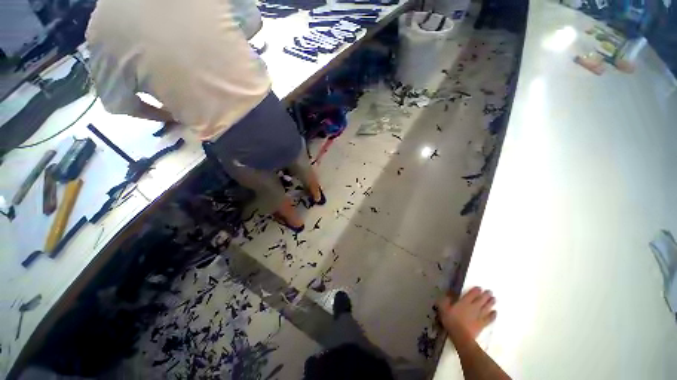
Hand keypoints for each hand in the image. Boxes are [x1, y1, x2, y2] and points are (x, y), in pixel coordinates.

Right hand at [437, 287, 496, 338]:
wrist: (461, 335)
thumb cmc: (451, 320)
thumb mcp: (443, 308)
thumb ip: (446, 300)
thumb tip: (449, 294)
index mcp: (464, 302)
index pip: (472, 294)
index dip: (476, 290)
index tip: (480, 287)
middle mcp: (473, 307)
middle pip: (481, 299)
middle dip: (486, 295)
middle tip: (490, 291)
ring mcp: (479, 315)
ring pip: (486, 307)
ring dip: (491, 303)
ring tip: (494, 299)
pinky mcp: (482, 324)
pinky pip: (489, 318)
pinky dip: (493, 315)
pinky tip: (495, 312)